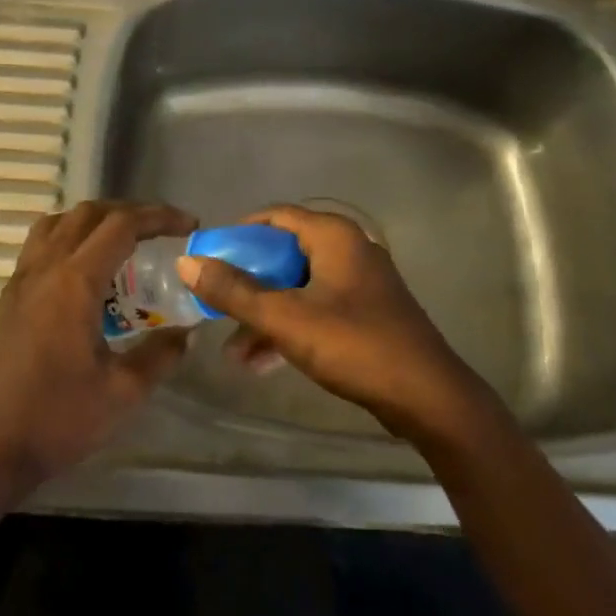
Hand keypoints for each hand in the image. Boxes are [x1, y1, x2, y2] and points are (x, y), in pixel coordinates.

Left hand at [0, 200, 195, 496]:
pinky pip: (40, 244)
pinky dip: (69, 237)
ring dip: (95, 220)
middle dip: (130, 212)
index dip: (159, 217)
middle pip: (89, 213)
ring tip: (124, 242)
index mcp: (75, 282)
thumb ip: (161, 354)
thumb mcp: (124, 391)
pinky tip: (86, 270)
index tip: (189, 226)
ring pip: (59, 222)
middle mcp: (45, 268)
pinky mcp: (9, 296)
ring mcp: (21, 279)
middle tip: (162, 231)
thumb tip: (186, 332)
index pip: (121, 225)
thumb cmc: (59, 418)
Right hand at [177, 204, 493, 447]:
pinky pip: (315, 309)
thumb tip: (187, 263)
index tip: (209, 258)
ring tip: (233, 353)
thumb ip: (235, 291)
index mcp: (333, 237)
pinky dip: (289, 328)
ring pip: (297, 287)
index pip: (274, 216)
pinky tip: (262, 363)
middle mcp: (348, 250)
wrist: (428, 398)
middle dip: (247, 284)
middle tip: (216, 304)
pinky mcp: (365, 313)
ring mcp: (359, 283)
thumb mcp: (286, 318)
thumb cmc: (355, 346)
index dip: (237, 234)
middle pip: (283, 254)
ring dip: (264, 315)